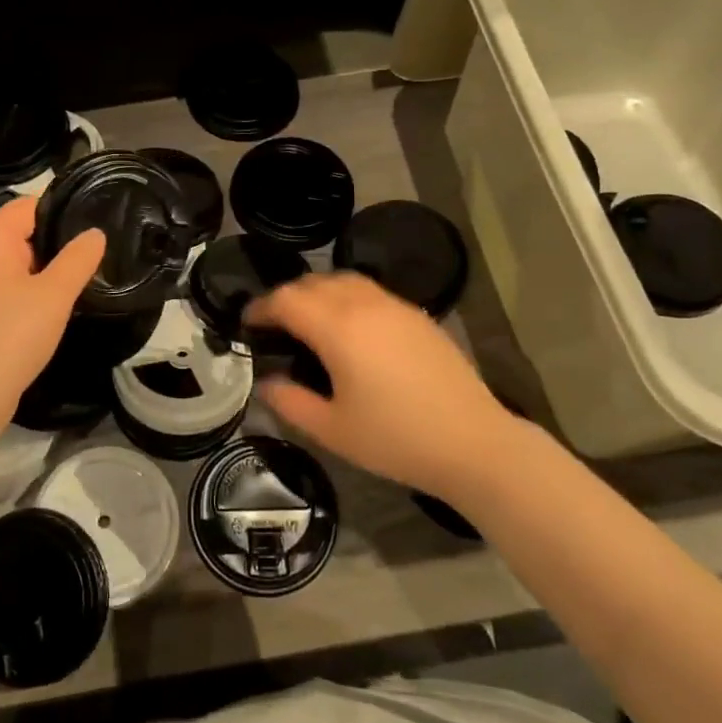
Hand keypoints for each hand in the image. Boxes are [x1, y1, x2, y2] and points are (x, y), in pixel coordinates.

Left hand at [0, 197, 103, 423]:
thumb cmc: (12, 335)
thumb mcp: (54, 294)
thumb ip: (78, 259)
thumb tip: (95, 233)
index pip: (28, 205)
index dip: (62, 208)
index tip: (97, 220)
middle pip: (24, 232)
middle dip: (60, 240)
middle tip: (100, 249)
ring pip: (22, 262)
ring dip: (51, 268)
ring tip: (89, 274)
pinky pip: (15, 287)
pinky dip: (38, 290)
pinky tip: (62, 303)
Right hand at [245, 272, 519, 498]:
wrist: (474, 443)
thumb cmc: (396, 439)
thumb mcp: (332, 430)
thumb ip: (290, 402)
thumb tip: (266, 382)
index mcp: (338, 328)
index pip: (286, 300)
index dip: (261, 307)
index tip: (247, 322)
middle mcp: (364, 304)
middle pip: (313, 283)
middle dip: (286, 297)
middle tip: (274, 325)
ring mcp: (395, 306)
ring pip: (344, 280)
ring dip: (317, 292)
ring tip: (309, 321)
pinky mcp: (417, 315)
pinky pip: (370, 291)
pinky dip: (347, 297)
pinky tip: (351, 329)